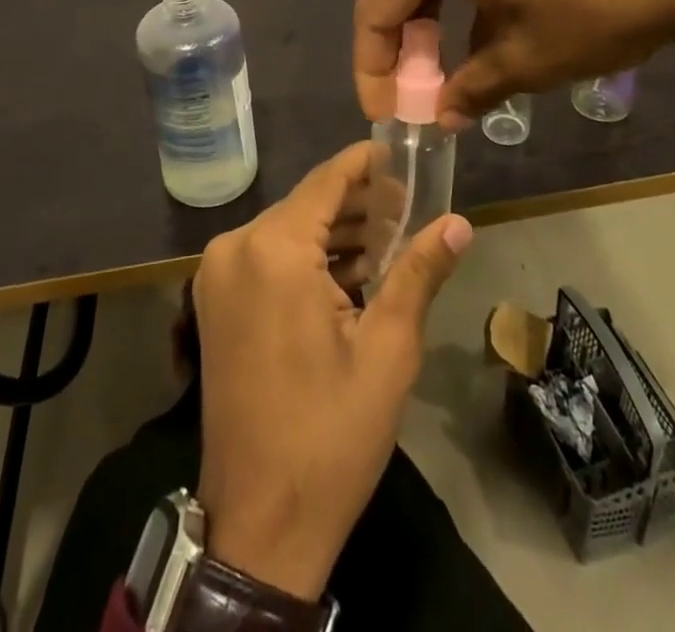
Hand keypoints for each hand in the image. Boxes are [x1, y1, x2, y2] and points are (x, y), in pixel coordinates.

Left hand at [193, 143, 472, 600]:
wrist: (260, 522)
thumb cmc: (330, 432)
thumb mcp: (387, 349)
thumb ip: (419, 272)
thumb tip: (459, 223)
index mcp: (273, 249)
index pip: (326, 180)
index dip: (365, 163)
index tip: (401, 151)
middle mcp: (235, 248)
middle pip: (306, 205)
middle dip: (358, 204)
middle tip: (410, 205)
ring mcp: (217, 276)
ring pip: (287, 232)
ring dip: (335, 234)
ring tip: (391, 237)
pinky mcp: (215, 303)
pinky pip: (268, 259)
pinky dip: (307, 259)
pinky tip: (351, 272)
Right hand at [354, 0, 674, 126]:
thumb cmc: (597, 4)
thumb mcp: (530, 58)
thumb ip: (471, 87)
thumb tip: (442, 114)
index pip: (376, 7)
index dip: (372, 66)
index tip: (386, 113)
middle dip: (400, 45)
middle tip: (412, 96)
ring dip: (430, 22)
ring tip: (444, 73)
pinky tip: (482, 35)